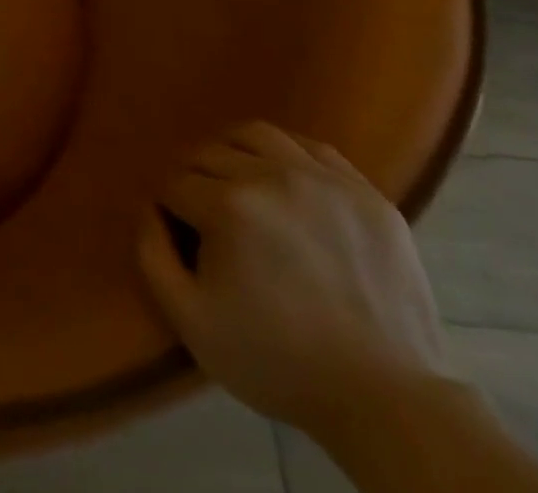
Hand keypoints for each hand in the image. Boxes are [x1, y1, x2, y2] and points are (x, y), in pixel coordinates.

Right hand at [136, 122, 450, 438]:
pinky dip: (287, 156)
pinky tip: (285, 184)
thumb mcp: (191, 321)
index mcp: (228, 205)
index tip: (181, 237)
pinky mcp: (367, 193)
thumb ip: (152, 254)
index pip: (174, 183)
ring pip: (256, 135)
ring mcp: (325, 180)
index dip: (170, 209)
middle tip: (206, 218)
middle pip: (208, 153)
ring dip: (235, 153)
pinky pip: (311, 148)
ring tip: (239, 185)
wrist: (388, 403)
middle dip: (196, 179)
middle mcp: (273, 176)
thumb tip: (149, 207)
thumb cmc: (279, 362)